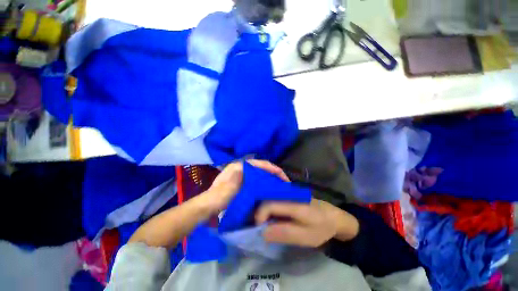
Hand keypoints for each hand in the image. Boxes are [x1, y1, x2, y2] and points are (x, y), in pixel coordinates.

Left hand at [203, 160, 289, 212]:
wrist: (208, 206)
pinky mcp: (242, 181)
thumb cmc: (217, 197)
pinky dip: (264, 181)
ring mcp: (242, 174)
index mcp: (238, 166)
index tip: (283, 176)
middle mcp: (241, 167)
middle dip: (273, 172)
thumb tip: (247, 167)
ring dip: (269, 176)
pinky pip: (256, 179)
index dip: (272, 168)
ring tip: (279, 184)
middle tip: (283, 181)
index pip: (259, 164)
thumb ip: (236, 179)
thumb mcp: (226, 189)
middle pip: (261, 167)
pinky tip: (268, 188)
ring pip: (259, 172)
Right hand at [255, 199, 359, 246]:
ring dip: (264, 213)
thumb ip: (283, 233)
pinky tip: (273, 218)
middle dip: (260, 215)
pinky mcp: (289, 196)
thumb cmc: (321, 227)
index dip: (259, 217)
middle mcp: (287, 195)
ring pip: (269, 200)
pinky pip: (275, 201)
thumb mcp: (305, 236)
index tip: (259, 230)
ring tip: (265, 225)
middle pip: (266, 201)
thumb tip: (262, 233)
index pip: (268, 205)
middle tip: (261, 230)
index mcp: (291, 203)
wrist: (334, 216)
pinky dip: (270, 210)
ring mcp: (288, 194)